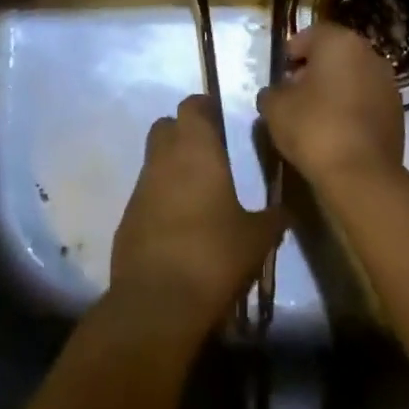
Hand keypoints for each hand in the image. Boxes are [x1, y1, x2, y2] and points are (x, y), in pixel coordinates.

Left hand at [111, 95, 285, 334]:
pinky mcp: (126, 219)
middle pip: (166, 126)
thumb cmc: (213, 255)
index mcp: (196, 150)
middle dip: (183, 132)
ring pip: (153, 161)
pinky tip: (179, 226)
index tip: (221, 119)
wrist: (157, 303)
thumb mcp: (257, 238)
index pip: (192, 105)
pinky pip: (145, 195)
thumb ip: (271, 218)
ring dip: (171, 168)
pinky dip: (160, 200)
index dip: (205, 108)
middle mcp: (163, 159)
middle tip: (209, 153)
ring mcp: (140, 188)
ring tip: (198, 194)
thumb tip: (283, 211)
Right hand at [256, 22, 405, 191]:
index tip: (281, 74)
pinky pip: (367, 101)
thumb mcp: (275, 108)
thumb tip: (276, 93)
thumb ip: (272, 92)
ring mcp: (388, 83)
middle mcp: (369, 54)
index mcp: (340, 42)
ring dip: (336, 89)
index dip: (292, 53)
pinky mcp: (398, 112)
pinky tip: (337, 130)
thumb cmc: (314, 127)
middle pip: (335, 54)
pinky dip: (352, 108)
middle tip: (295, 93)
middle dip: (315, 69)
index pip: (311, 35)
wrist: (361, 174)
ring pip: (354, 77)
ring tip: (316, 114)